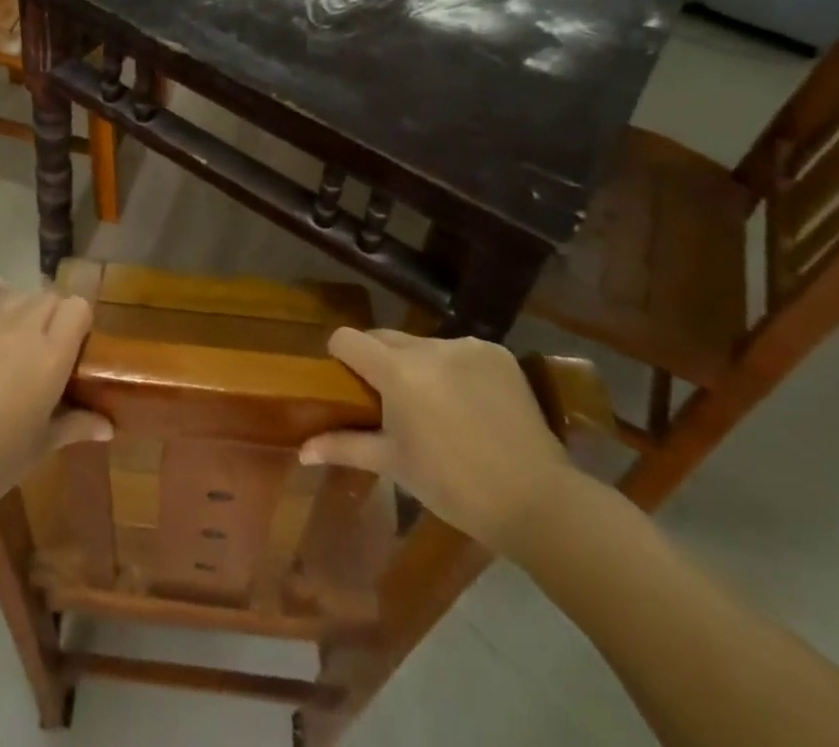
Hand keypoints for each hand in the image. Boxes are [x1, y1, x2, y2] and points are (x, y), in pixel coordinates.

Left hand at [0, 280, 112, 526]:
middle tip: (53, 348)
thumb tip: (108, 426)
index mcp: (51, 356)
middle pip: (51, 297)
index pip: (78, 307)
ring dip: (29, 307)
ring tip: (24, 335)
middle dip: (57, 315)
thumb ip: (75, 425)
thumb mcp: (40, 447)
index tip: (78, 347)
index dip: (81, 322)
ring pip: (20, 293)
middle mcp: (24, 329)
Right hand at [300, 329, 576, 551]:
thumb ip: (344, 447)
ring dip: (419, 367)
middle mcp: (427, 346)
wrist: (536, 499)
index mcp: (396, 370)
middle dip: (380, 363)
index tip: (347, 383)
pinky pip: (460, 352)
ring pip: (424, 346)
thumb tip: (301, 450)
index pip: (348, 338)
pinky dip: (456, 370)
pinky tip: (471, 404)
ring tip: (437, 408)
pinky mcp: (497, 352)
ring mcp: (465, 345)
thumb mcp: (394, 465)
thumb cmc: (453, 485)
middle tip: (390, 403)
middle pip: (385, 339)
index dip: (341, 356)